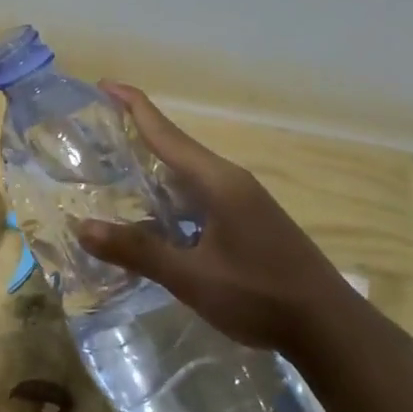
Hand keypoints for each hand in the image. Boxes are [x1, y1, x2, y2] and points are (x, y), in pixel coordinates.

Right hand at [76, 83, 362, 350]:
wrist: (329, 327)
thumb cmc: (259, 296)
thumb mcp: (192, 277)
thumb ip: (138, 252)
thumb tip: (83, 228)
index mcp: (217, 182)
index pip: (166, 133)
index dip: (134, 106)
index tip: (104, 84)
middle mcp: (230, 182)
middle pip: (176, 148)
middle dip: (138, 136)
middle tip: (97, 134)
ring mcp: (243, 202)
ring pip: (188, 177)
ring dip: (154, 171)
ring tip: (116, 173)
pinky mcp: (249, 222)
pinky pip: (200, 197)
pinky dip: (171, 198)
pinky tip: (155, 218)